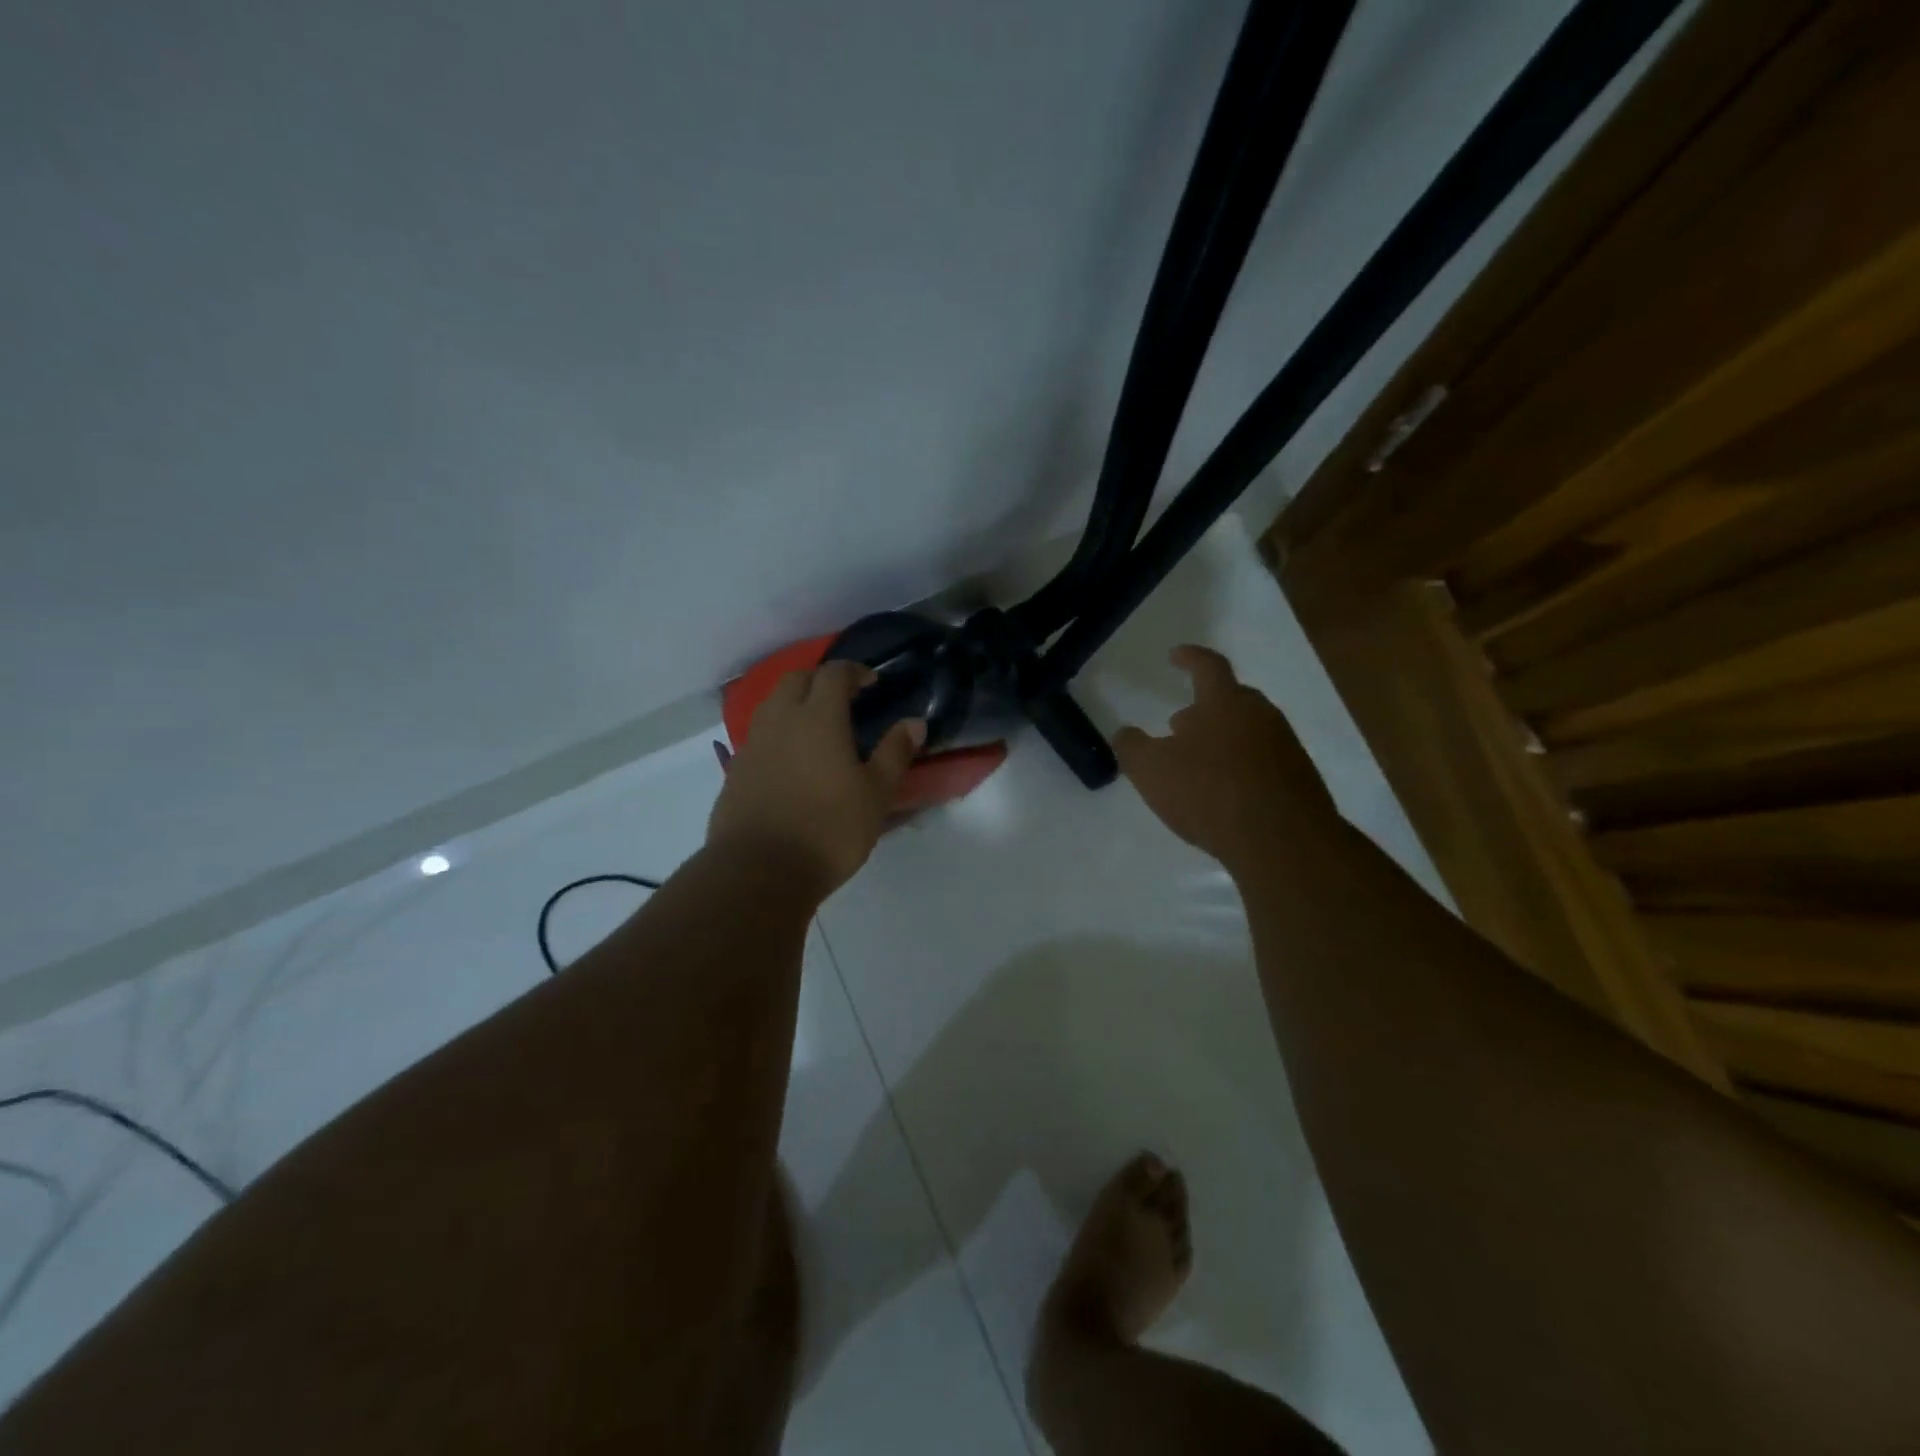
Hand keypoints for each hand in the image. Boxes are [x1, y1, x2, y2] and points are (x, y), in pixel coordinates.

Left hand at [708, 661, 924, 895]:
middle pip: (796, 680)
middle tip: (842, 696)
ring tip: (816, 724)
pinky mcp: (736, 771)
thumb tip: (914, 722)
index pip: (834, 674)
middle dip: (820, 679)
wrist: (760, 870)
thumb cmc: (829, 829)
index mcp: (818, 718)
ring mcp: (753, 745)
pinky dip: (778, 732)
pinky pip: (759, 735)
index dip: (854, 671)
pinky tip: (791, 758)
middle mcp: (781, 721)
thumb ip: (895, 753)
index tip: (871, 681)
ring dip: (794, 702)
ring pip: (772, 704)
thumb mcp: (876, 794)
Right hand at [1113, 645, 1340, 875]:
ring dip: (1221, 740)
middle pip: (1231, 699)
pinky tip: (1224, 793)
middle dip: (1203, 707)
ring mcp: (1285, 747)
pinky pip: (1263, 761)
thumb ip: (1132, 747)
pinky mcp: (1299, 780)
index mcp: (1225, 702)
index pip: (1208, 666)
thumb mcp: (1151, 771)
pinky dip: (1240, 767)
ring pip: (1248, 731)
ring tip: (1198, 764)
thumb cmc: (1210, 793)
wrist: (1283, 842)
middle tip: (1180, 724)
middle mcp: (1261, 715)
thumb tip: (1125, 733)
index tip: (1176, 655)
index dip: (1190, 657)